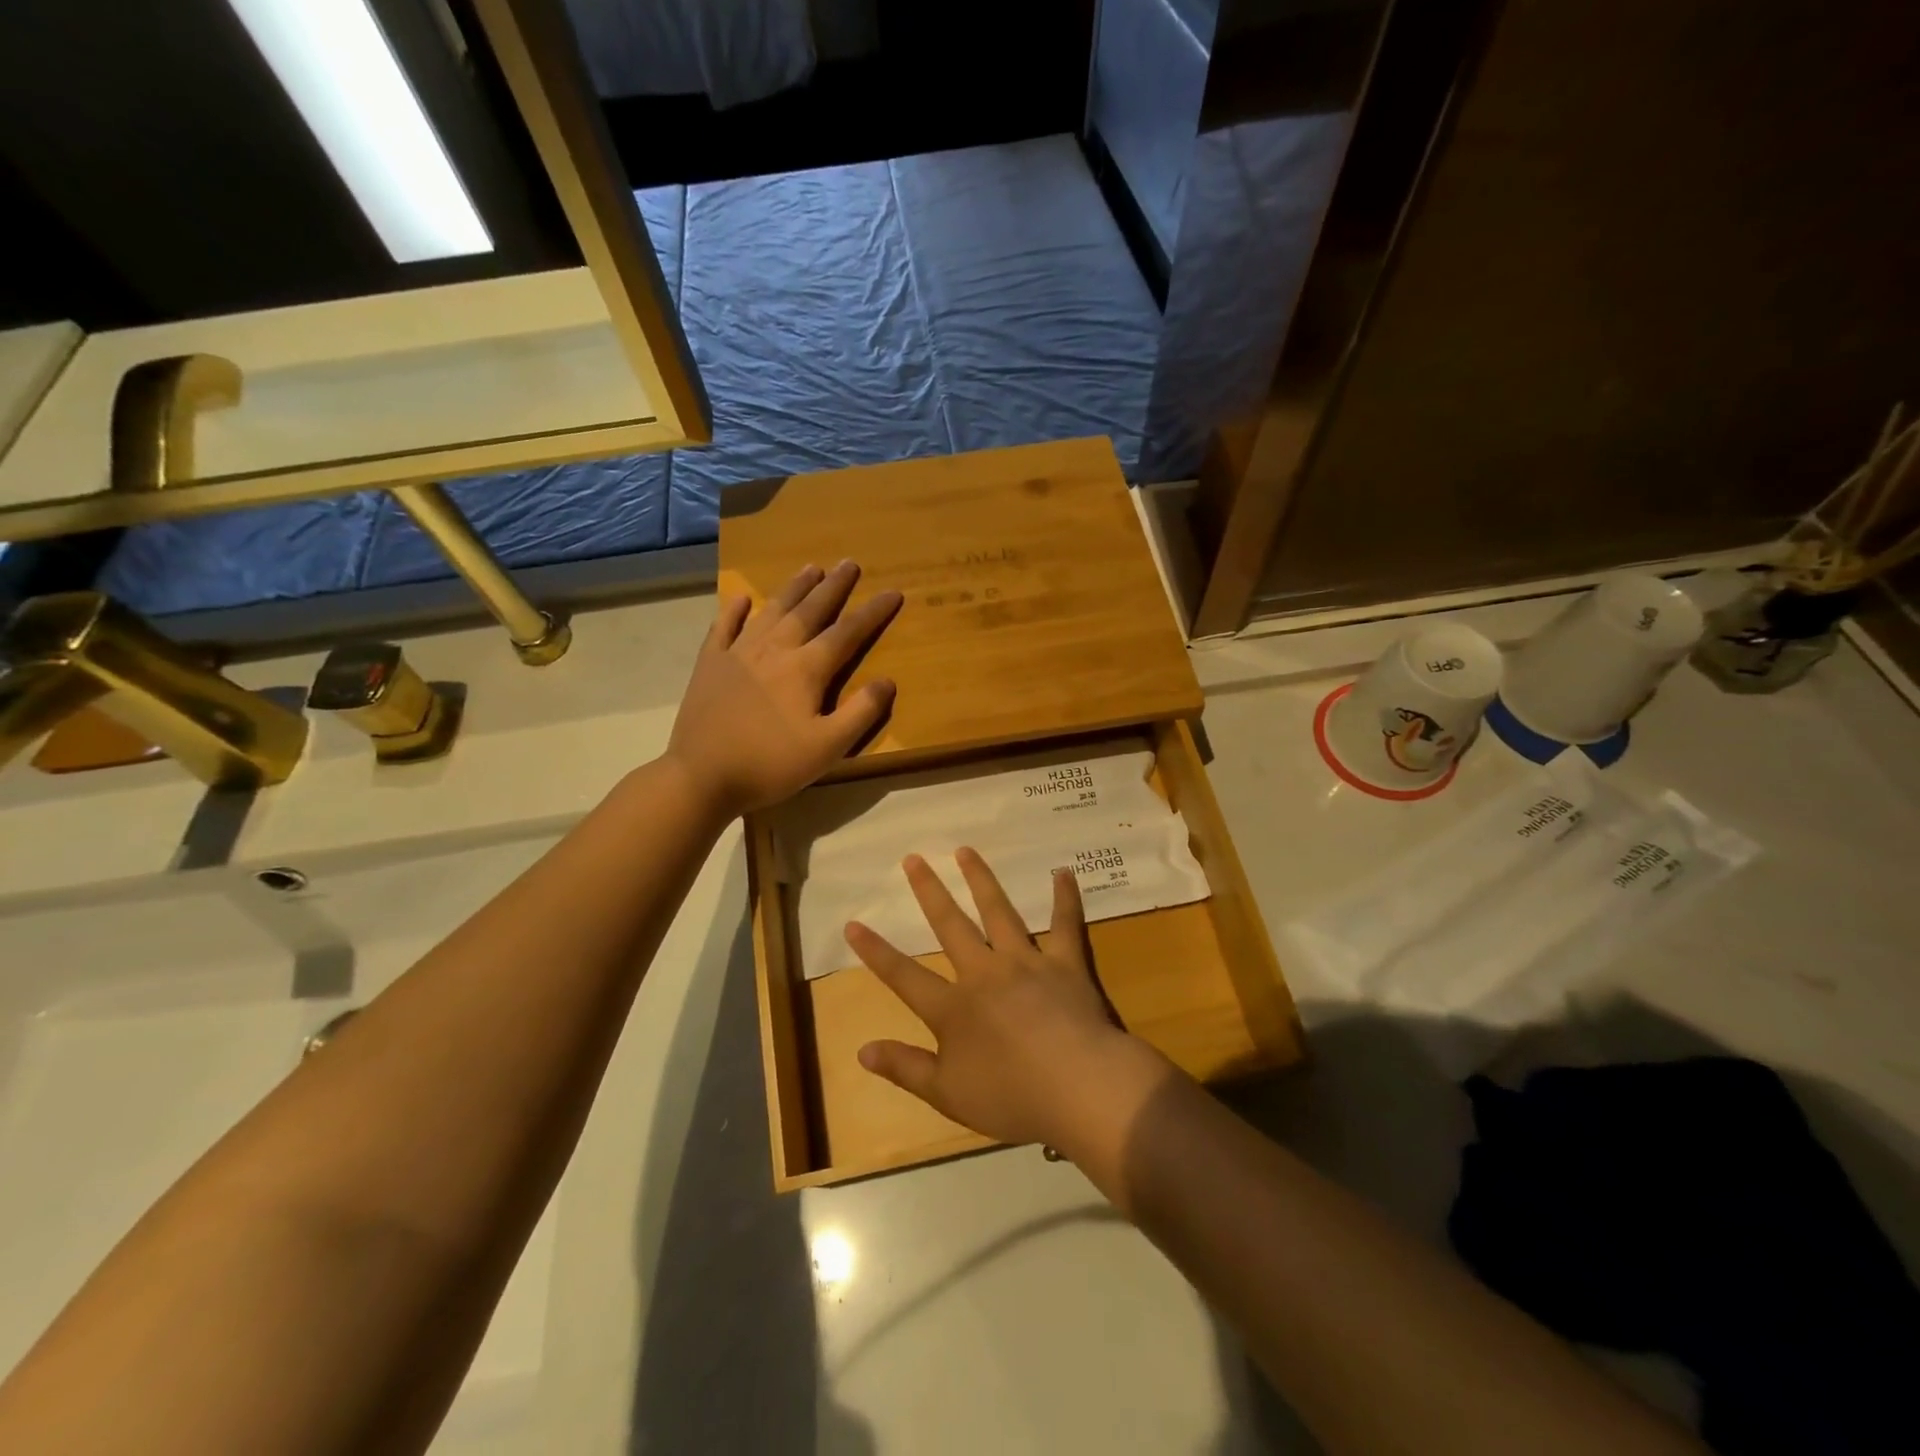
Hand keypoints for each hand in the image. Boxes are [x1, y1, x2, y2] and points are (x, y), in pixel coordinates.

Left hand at [666, 561, 901, 817]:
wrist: (702, 776)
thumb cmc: (770, 765)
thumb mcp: (827, 748)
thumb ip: (860, 713)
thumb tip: (887, 681)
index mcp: (805, 669)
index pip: (847, 633)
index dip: (872, 612)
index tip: (893, 592)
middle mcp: (774, 650)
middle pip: (809, 610)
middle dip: (833, 587)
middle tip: (849, 563)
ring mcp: (738, 653)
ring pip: (772, 610)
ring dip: (793, 588)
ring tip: (810, 568)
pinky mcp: (710, 664)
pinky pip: (724, 627)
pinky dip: (735, 610)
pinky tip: (742, 598)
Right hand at [848, 848, 1172, 1154]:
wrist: (1079, 1088)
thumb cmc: (1012, 1097)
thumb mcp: (947, 1094)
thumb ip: (905, 1068)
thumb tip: (862, 1049)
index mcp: (953, 1008)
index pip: (904, 976)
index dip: (876, 951)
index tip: (854, 923)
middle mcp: (984, 973)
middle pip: (950, 925)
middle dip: (929, 891)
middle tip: (914, 858)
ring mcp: (1026, 962)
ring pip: (998, 912)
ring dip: (980, 880)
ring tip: (966, 851)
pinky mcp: (1065, 963)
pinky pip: (1065, 925)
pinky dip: (1065, 898)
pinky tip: (1064, 873)